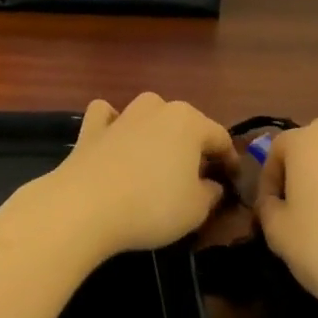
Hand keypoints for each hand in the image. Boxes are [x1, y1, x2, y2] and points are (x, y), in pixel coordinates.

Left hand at [43, 94, 237, 257]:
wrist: (85, 205)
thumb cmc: (152, 206)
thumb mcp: (196, 209)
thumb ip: (211, 193)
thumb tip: (212, 184)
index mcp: (189, 122)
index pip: (220, 138)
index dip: (230, 161)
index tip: (232, 182)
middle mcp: (157, 108)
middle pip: (184, 124)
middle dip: (193, 146)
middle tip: (196, 176)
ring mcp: (122, 114)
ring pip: (148, 114)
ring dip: (156, 131)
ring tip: (157, 160)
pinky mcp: (91, 127)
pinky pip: (108, 116)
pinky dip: (113, 123)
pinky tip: (114, 139)